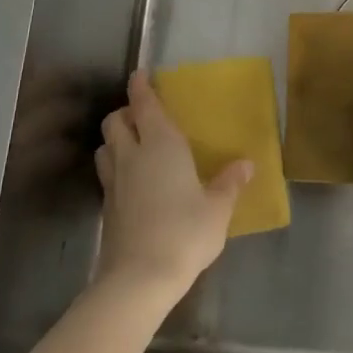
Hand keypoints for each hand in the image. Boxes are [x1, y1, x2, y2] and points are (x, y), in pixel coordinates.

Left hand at [94, 71, 250, 301]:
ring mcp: (114, 182)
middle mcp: (132, 155)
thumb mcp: (217, 209)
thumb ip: (229, 183)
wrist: (139, 278)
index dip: (140, 87)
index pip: (144, 105)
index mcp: (161, 145)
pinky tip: (133, 181)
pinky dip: (116, 166)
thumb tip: (246, 164)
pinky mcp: (107, 207)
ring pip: (106, 146)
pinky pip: (107, 173)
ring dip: (116, 139)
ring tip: (134, 145)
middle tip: (143, 116)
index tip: (140, 74)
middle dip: (125, 112)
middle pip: (115, 121)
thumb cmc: (184, 233)